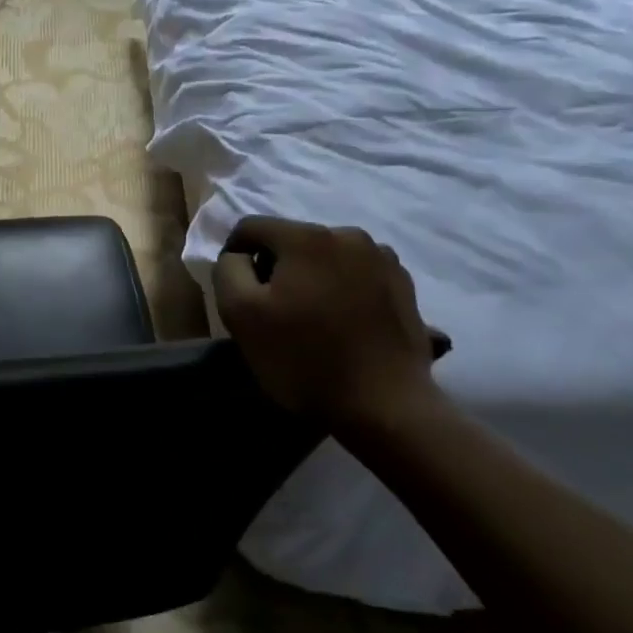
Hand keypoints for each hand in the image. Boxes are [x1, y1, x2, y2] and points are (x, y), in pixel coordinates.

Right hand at [211, 218, 444, 429]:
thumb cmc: (303, 358)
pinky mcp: (403, 284)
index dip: (234, 255)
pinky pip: (355, 274)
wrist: (385, 405)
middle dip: (275, 268)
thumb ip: (228, 270)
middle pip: (290, 240)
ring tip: (311, 319)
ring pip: (324, 256)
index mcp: (306, 237)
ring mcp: (382, 258)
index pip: (251, 227)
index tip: (237, 292)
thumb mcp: (240, 314)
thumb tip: (238, 256)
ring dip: (309, 277)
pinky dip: (341, 289)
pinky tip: (342, 324)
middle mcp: (348, 235)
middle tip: (273, 311)